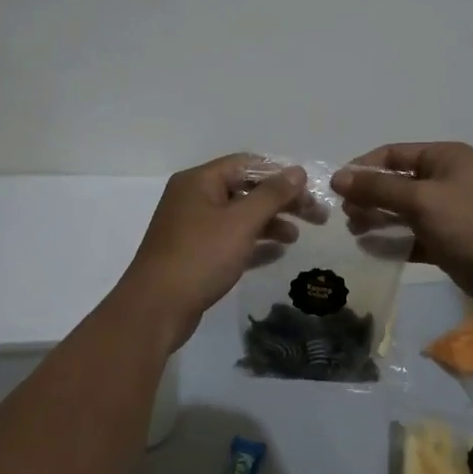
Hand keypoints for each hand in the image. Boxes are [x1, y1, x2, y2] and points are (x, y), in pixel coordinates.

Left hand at [116, 154, 307, 347]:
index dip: (282, 174)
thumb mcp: (241, 222)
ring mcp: (192, 228)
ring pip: (239, 217)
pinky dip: (254, 244)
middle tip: (316, 217)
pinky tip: (277, 253)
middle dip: (281, 202)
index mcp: (199, 181)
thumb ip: (272, 195)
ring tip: (296, 238)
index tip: (311, 191)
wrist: (156, 309)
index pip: (248, 164)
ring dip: (270, 223)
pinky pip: (231, 241)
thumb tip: (297, 171)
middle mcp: (194, 198)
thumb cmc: (200, 257)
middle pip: (246, 190)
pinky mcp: (195, 254)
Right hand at [332, 142, 472, 312]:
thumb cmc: (469, 224)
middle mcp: (446, 179)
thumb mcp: (420, 200)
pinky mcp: (447, 241)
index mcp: (445, 158)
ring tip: (353, 231)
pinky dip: (393, 241)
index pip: (393, 153)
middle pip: (396, 182)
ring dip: (377, 218)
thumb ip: (378, 188)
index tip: (336, 188)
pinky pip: (412, 236)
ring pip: (402, 210)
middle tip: (344, 215)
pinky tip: (370, 248)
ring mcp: (448, 211)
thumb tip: (338, 178)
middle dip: (368, 196)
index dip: (363, 168)